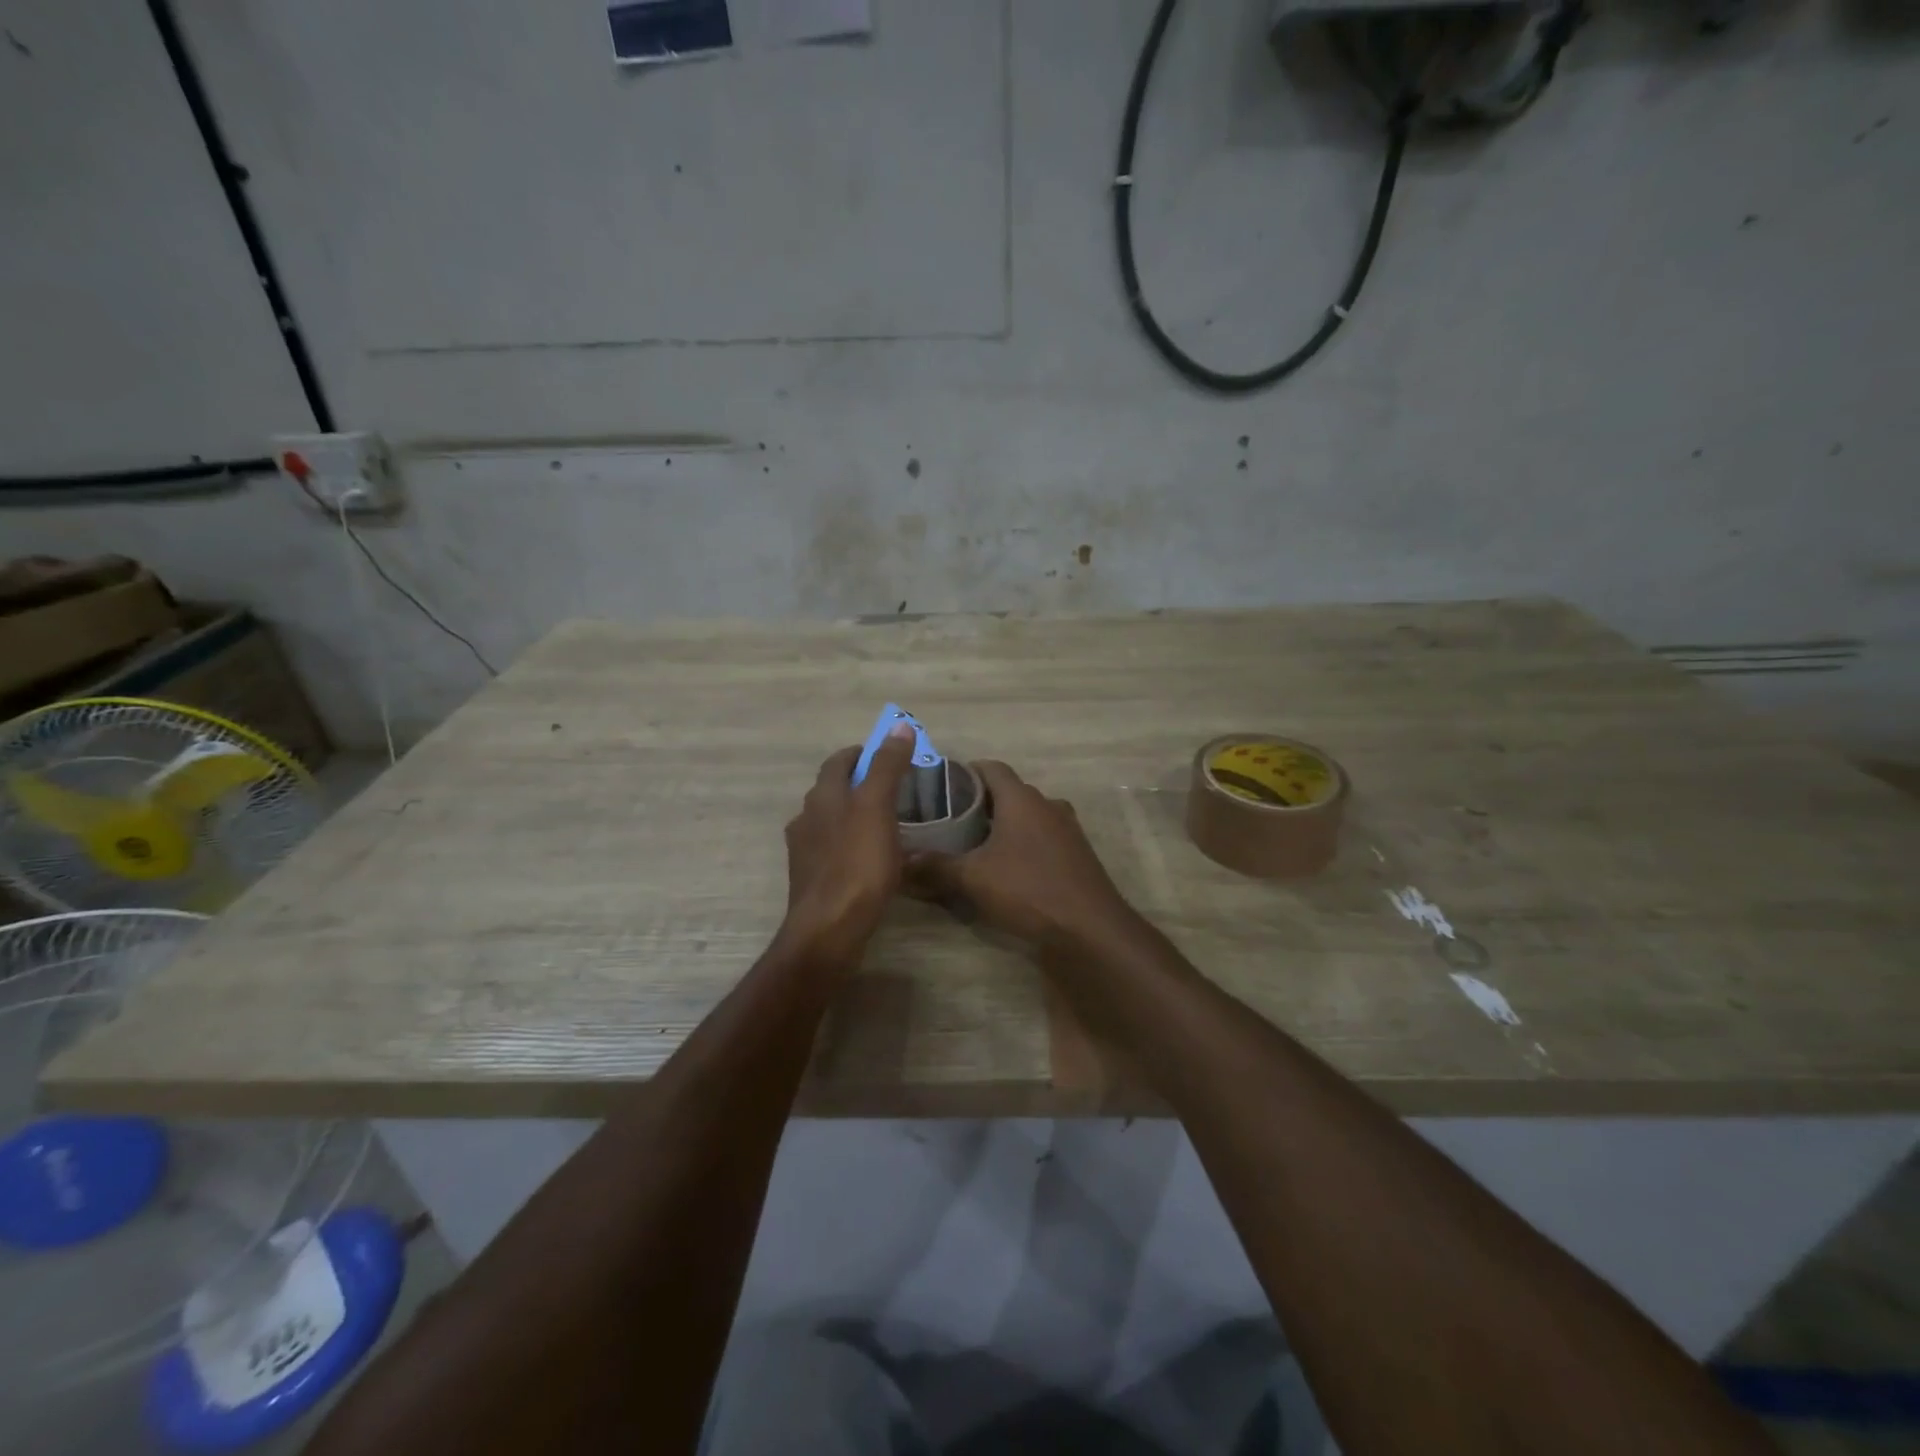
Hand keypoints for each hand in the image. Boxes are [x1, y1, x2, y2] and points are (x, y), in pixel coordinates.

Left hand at [779, 727, 916, 964]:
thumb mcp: (878, 807)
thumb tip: (899, 727)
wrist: (829, 929)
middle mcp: (807, 818)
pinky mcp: (811, 879)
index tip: (889, 756)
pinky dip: (852, 845)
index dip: (863, 753)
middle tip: (895, 790)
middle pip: (833, 790)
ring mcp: (806, 851)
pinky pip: (834, 850)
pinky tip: (872, 860)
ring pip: (832, 821)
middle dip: (860, 784)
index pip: (839, 761)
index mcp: (822, 796)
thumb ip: (887, 766)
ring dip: (855, 815)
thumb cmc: (857, 864)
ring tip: (888, 825)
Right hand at [907, 761, 1137, 945]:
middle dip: (981, 801)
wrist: (1090, 928)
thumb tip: (900, 859)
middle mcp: (1047, 805)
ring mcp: (1067, 829)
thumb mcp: (973, 879)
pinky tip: (1005, 866)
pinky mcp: (1076, 854)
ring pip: (1028, 815)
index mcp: (1022, 799)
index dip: (966, 771)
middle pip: (1009, 792)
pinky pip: (1042, 837)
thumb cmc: (1028, 890)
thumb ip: (936, 866)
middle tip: (949, 818)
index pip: (992, 767)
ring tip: (973, 842)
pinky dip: (1023, 843)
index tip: (941, 785)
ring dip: (1004, 824)